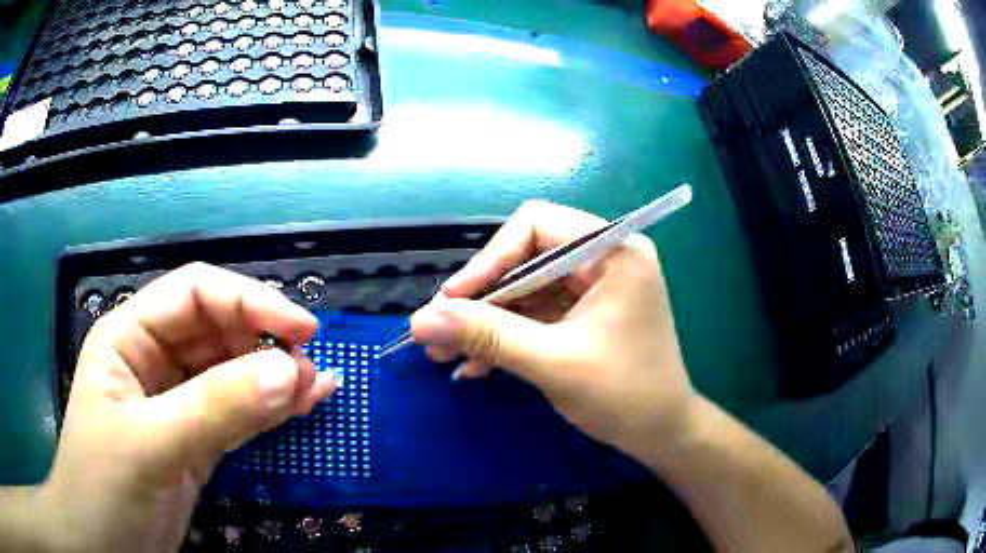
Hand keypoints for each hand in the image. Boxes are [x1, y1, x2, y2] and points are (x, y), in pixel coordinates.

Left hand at [40, 263, 335, 552]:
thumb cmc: (104, 488)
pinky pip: (238, 413)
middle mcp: (154, 360)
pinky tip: (303, 405)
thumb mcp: (149, 447)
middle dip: (265, 342)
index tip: (302, 330)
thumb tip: (290, 372)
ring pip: (232, 372)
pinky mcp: (196, 439)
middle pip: (217, 330)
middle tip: (311, 371)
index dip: (248, 301)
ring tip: (318, 387)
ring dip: (275, 376)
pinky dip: (271, 408)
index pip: (194, 293)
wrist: (104, 547)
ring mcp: (176, 403)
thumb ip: (214, 409)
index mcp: (129, 337)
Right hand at [410, 200, 693, 461]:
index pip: (535, 226)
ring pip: (524, 291)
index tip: (452, 300)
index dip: (488, 259)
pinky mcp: (584, 315)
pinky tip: (475, 366)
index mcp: (612, 251)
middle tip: (438, 332)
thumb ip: (486, 336)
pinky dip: (506, 337)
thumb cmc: (624, 395)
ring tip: (444, 355)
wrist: (662, 435)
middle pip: (524, 258)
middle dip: (480, 299)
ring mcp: (593, 288)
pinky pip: (535, 315)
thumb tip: (419, 320)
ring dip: (485, 323)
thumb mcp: (552, 363)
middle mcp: (603, 259)